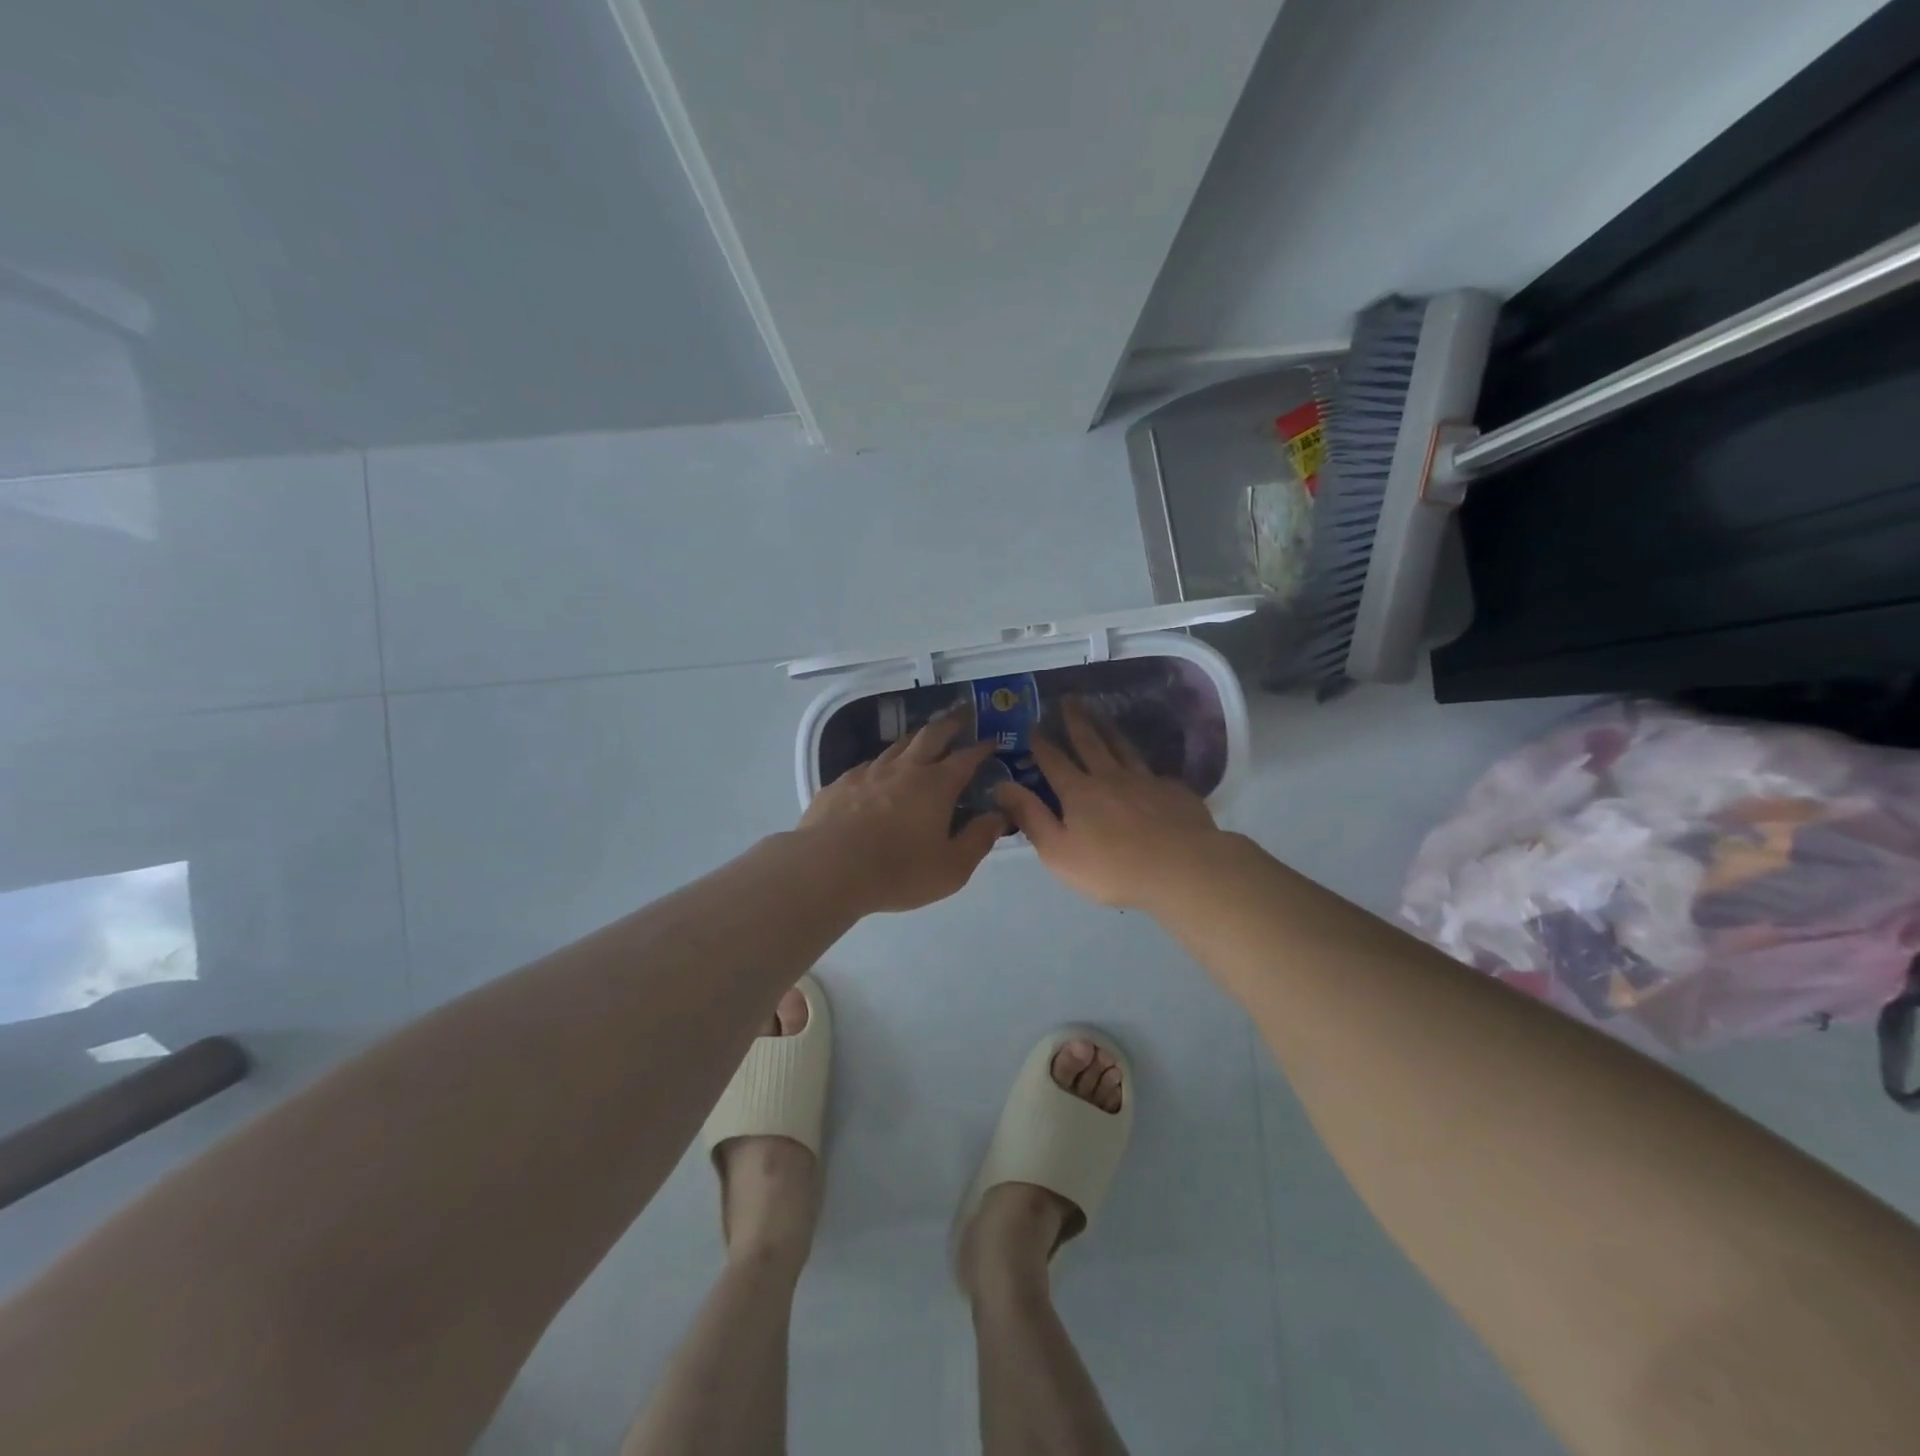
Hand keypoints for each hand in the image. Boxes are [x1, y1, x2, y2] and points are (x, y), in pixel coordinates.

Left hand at [799, 712, 1006, 912]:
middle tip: (963, 716)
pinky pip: (868, 765)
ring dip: (916, 738)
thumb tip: (999, 816)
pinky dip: (883, 763)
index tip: (992, 741)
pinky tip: (879, 772)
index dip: (982, 748)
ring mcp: (869, 772)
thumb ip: (979, 840)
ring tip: (924, 738)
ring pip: (897, 745)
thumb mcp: (951, 868)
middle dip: (951, 723)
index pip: (966, 758)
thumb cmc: (898, 871)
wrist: (827, 868)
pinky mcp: (840, 783)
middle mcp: (905, 769)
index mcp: (936, 785)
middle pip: (931, 735)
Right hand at [992, 701, 1222, 909]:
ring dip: (1109, 729)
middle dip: (1076, 720)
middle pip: (1090, 742)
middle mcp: (1110, 777)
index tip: (1034, 725)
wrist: (1181, 868)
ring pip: (1123, 747)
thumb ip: (1030, 817)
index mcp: (1079, 791)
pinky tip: (1145, 766)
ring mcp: (1145, 780)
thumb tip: (1002, 785)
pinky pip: (1153, 771)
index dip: (1042, 743)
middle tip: (1069, 700)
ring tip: (1101, 715)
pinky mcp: (1173, 790)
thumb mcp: (1058, 851)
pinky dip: (1143, 763)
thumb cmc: (1112, 868)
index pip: (1054, 760)